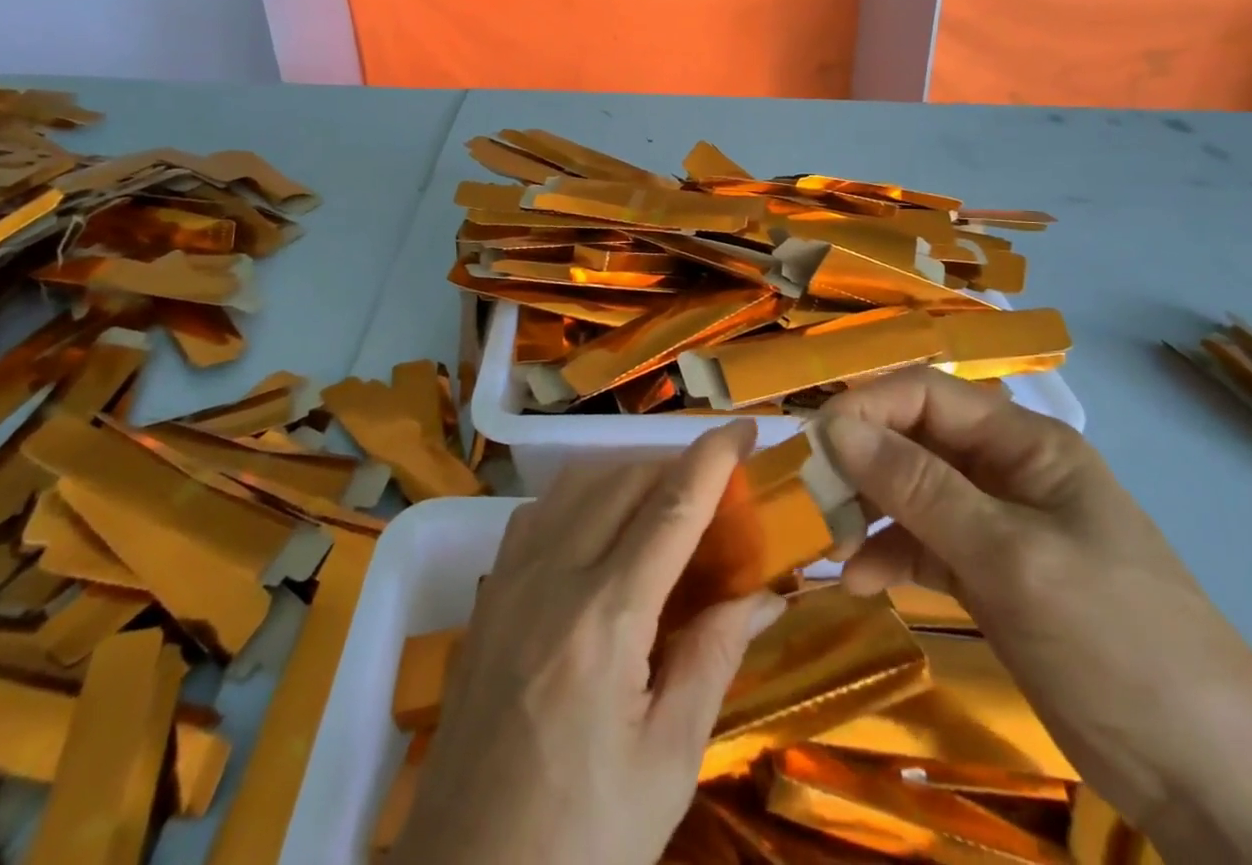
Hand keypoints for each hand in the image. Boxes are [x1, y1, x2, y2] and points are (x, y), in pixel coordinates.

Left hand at [389, 421, 785, 864]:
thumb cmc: (582, 840)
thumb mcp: (667, 762)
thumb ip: (714, 658)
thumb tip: (763, 593)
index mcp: (605, 620)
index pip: (671, 509)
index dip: (713, 459)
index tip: (745, 428)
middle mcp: (552, 577)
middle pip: (624, 481)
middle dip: (676, 466)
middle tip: (716, 486)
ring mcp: (509, 580)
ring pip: (577, 484)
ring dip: (628, 475)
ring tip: (664, 503)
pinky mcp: (487, 595)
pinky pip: (540, 512)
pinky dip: (581, 497)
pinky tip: (599, 529)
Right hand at [820, 370, 1251, 864]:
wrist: (1216, 785)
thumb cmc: (1117, 643)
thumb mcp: (1009, 558)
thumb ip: (918, 487)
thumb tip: (835, 427)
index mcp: (1024, 443)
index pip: (926, 394)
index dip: (866, 408)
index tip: (813, 445)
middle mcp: (1006, 470)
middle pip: (914, 441)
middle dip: (859, 462)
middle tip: (807, 496)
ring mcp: (999, 525)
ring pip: (911, 492)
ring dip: (867, 510)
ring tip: (824, 543)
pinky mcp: (993, 577)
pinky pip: (924, 544)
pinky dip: (888, 555)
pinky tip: (858, 580)